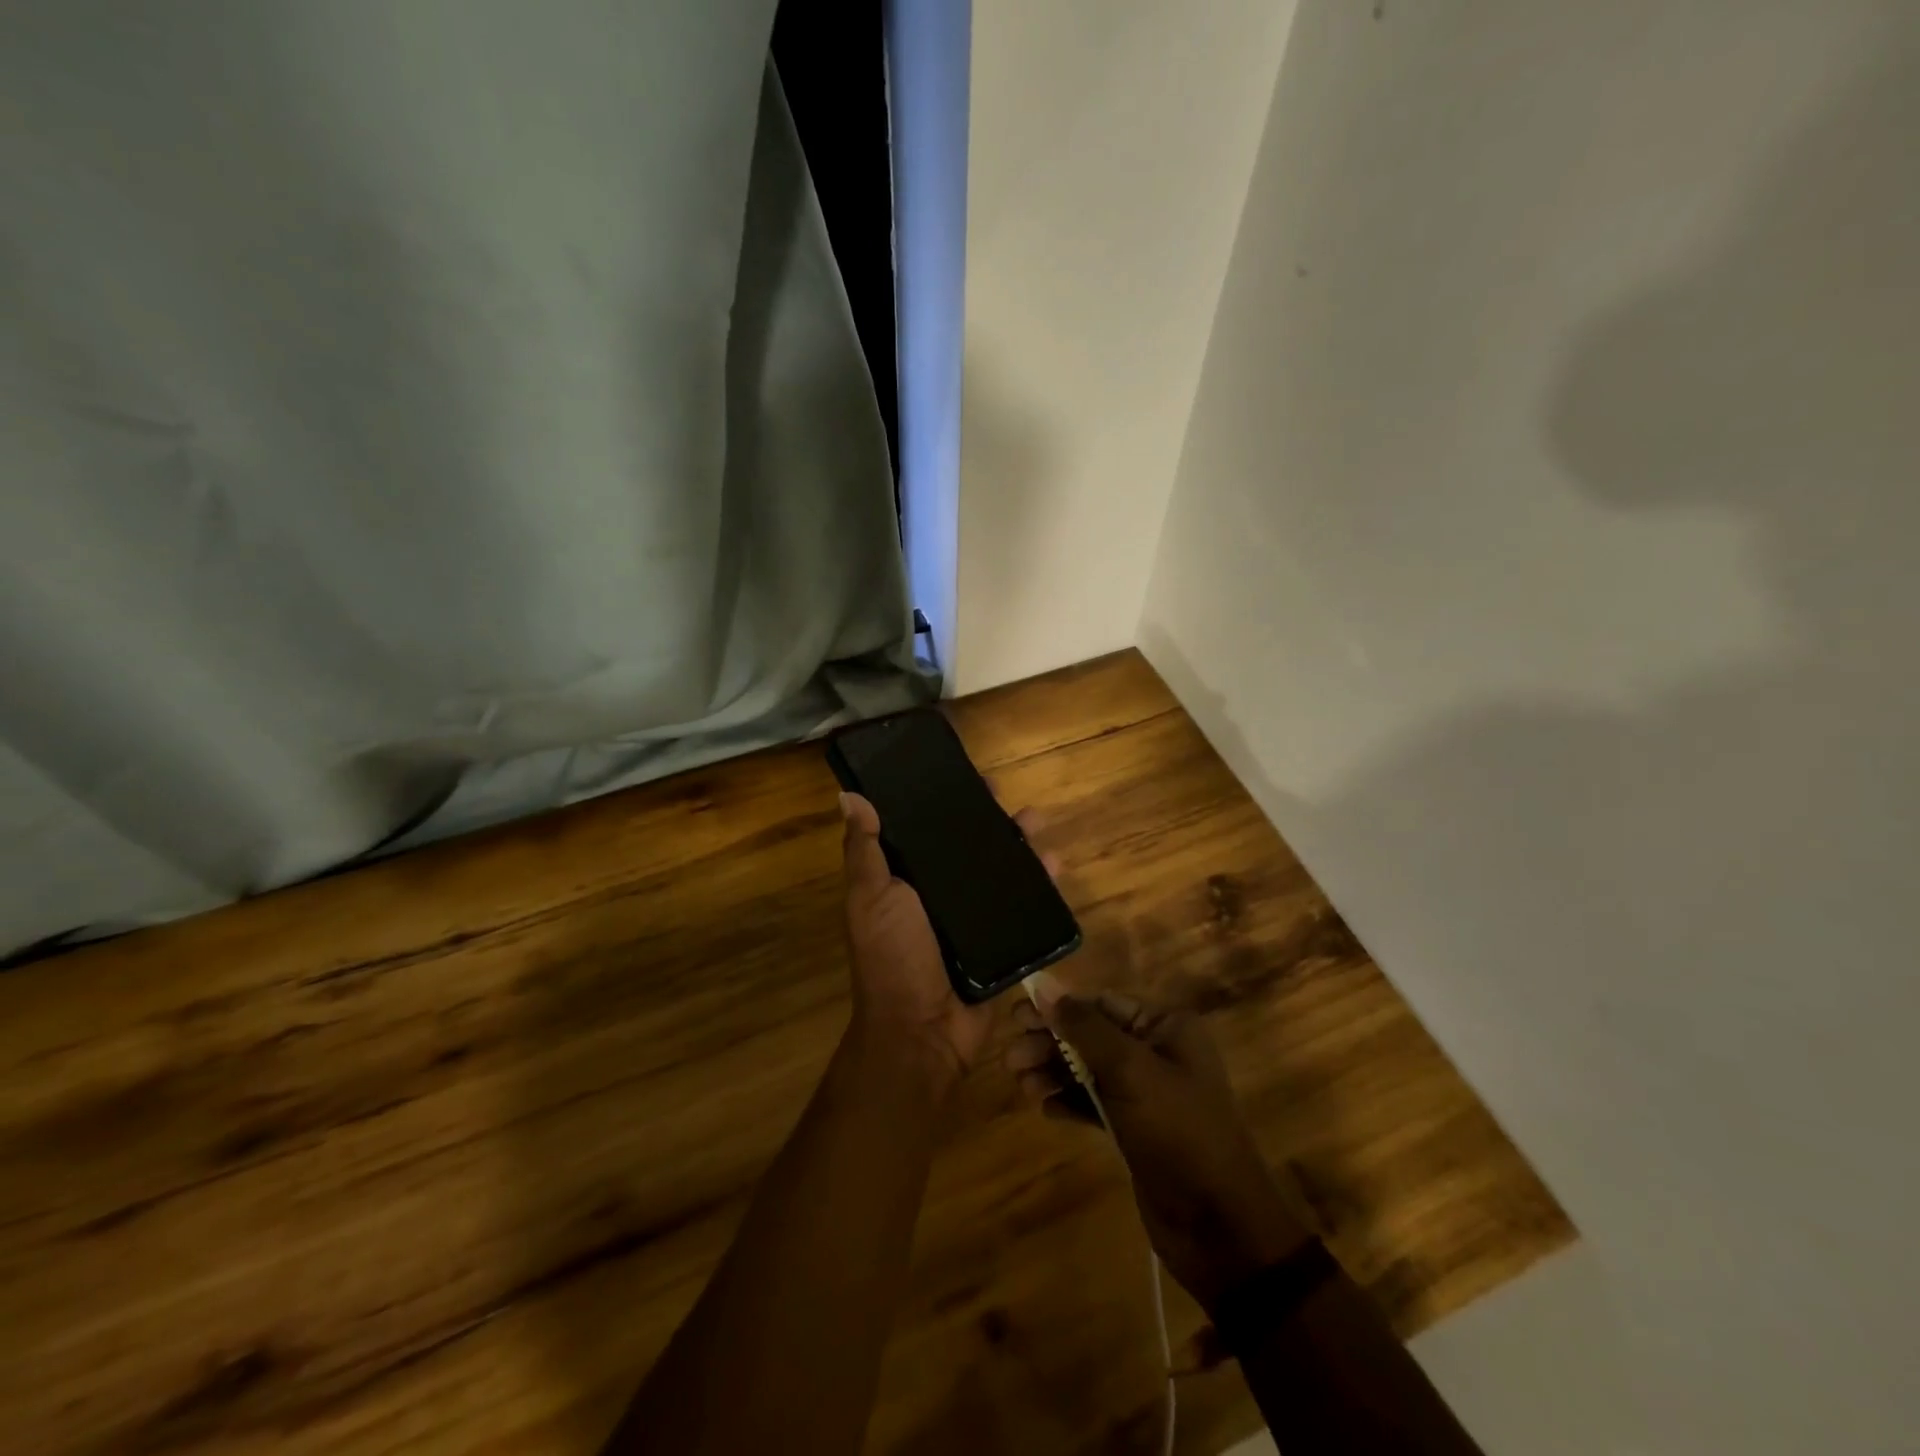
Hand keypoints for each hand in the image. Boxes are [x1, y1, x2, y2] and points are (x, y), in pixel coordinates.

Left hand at [839, 792, 1059, 1090]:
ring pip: (999, 870)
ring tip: (1038, 823)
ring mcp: (971, 917)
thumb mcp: (871, 898)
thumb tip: (849, 795)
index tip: (961, 775)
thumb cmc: (892, 957)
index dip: (941, 802)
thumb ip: (864, 850)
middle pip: (967, 846)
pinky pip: (1022, 905)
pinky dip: (1040, 884)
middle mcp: (937, 893)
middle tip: (1007, 798)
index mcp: (904, 878)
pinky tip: (1056, 864)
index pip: (924, 830)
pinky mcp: (999, 939)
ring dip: (1019, 845)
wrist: (924, 1032)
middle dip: (987, 820)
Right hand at [1006, 990, 1314, 1310]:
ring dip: (1054, 1072)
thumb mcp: (1130, 1071)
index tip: (1016, 1018)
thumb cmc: (1178, 1133)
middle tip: (1011, 1058)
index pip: (1102, 1003)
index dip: (1057, 1007)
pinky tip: (1044, 1108)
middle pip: (1091, 1034)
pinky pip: (1096, 1102)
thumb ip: (1084, 1027)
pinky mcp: (1137, 1129)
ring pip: (1089, 1069)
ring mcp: (1148, 1093)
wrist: (1220, 1227)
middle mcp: (1158, 1051)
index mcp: (1167, 1026)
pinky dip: (1070, 1101)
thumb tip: (1043, 985)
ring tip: (1021, 1084)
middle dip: (1051, 1042)